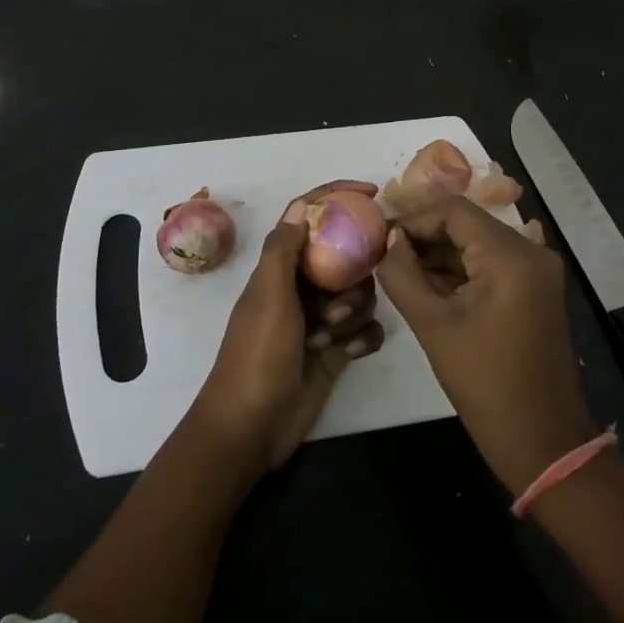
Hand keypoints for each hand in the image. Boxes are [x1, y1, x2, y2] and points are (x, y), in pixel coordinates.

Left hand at [193, 180, 386, 475]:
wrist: (251, 428)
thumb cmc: (257, 356)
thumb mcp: (268, 296)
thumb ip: (284, 249)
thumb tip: (304, 205)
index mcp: (279, 269)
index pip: (308, 218)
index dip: (336, 197)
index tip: (372, 193)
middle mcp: (300, 289)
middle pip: (344, 259)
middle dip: (352, 276)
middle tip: (337, 302)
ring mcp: (318, 321)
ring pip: (358, 296)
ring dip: (352, 314)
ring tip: (331, 336)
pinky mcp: (334, 351)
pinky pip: (365, 331)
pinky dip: (362, 340)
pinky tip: (349, 354)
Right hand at [377, 196, 597, 493]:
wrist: (542, 440)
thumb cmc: (484, 381)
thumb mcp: (433, 324)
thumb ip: (402, 274)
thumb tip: (389, 241)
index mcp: (511, 254)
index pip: (454, 210)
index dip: (414, 221)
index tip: (382, 241)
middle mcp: (531, 251)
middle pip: (468, 224)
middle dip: (425, 237)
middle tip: (386, 256)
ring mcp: (537, 272)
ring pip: (478, 244)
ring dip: (441, 255)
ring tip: (401, 273)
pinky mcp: (536, 291)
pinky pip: (492, 265)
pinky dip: (462, 271)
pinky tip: (430, 288)